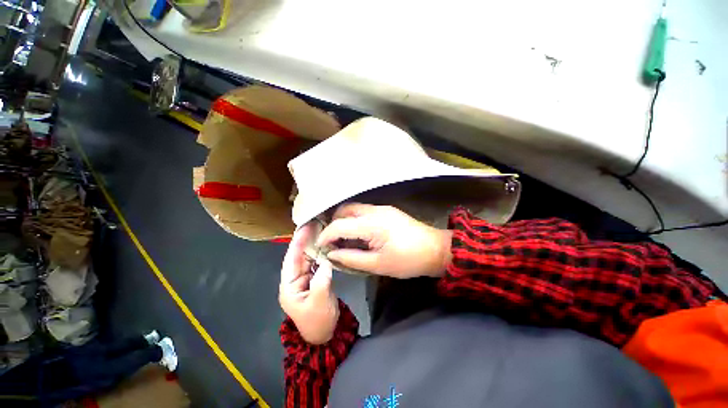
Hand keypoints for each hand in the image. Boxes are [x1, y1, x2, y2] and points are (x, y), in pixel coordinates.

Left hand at [279, 224, 338, 344]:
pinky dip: (320, 253)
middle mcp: (294, 280)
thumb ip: (322, 279)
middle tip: (313, 223)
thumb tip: (326, 261)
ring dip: (313, 244)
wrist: (325, 335)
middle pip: (298, 256)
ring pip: (307, 258)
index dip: (297, 243)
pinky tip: (325, 244)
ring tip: (319, 229)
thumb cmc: (318, 321)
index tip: (303, 228)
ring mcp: (304, 279)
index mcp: (289, 286)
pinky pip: (315, 263)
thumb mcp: (320, 302)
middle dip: (304, 240)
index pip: (291, 260)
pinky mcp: (313, 279)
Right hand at [316, 204, 452, 278]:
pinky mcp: (387, 210)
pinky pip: (364, 211)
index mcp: (372, 225)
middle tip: (332, 240)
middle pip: (345, 210)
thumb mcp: (378, 265)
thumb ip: (351, 258)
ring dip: (345, 220)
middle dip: (334, 223)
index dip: (326, 235)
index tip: (320, 246)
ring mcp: (382, 208)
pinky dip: (356, 220)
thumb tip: (332, 254)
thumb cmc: (407, 260)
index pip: (339, 225)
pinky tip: (359, 233)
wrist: (435, 249)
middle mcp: (375, 211)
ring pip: (354, 208)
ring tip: (344, 237)